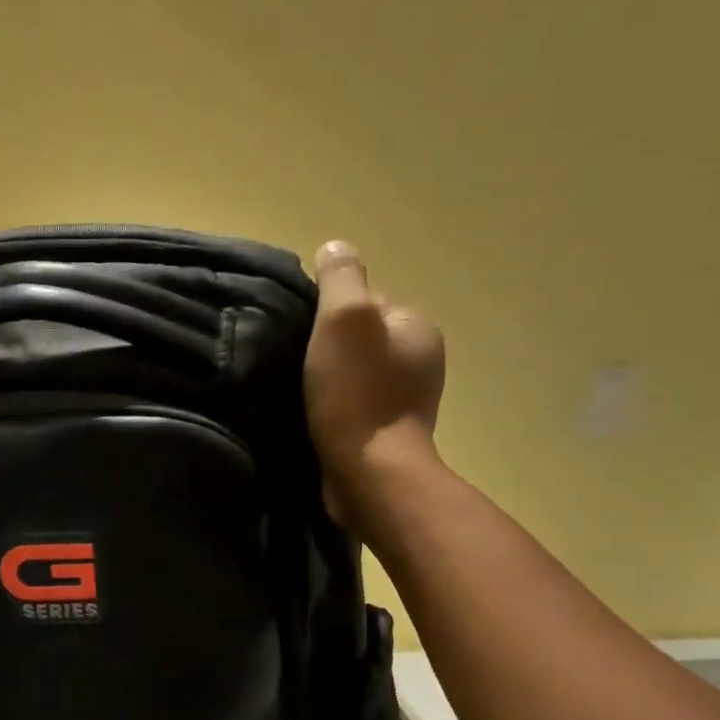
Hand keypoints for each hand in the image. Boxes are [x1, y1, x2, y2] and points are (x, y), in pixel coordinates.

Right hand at [304, 240, 446, 534]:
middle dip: (330, 348)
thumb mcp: (344, 320)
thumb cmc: (356, 393)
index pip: (367, 302)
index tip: (306, 338)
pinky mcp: (390, 434)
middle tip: (297, 367)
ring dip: (331, 380)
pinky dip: (338, 407)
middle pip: (361, 339)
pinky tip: (318, 417)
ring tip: (303, 394)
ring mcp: (409, 400)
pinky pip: (357, 405)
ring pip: (358, 374)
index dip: (330, 315)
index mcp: (416, 327)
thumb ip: (341, 278)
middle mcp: (421, 359)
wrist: (369, 473)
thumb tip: (336, 247)